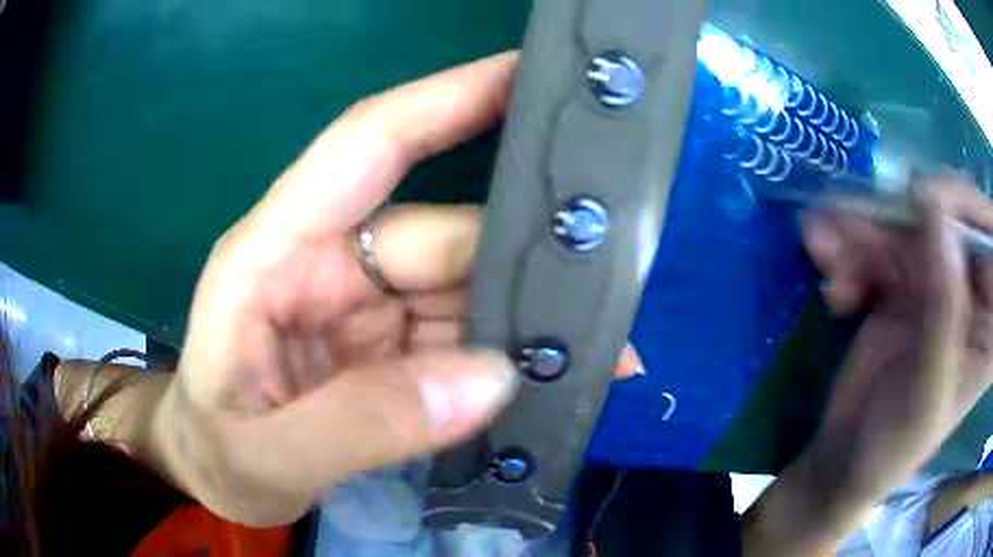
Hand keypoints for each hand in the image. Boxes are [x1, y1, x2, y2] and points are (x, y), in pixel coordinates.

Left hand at [153, 53, 641, 526]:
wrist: (212, 476)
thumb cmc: (214, 454)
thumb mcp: (266, 455)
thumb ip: (359, 426)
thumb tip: (489, 381)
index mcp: (273, 256)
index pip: (369, 143)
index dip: (448, 97)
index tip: (529, 75)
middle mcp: (325, 265)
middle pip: (443, 233)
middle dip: (522, 255)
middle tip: (611, 273)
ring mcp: (361, 308)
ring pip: (463, 289)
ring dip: (525, 318)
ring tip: (600, 345)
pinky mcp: (385, 350)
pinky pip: (460, 337)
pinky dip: (507, 356)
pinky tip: (553, 376)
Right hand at [803, 177, 992, 495]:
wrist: (844, 463)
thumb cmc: (892, 448)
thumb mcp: (925, 391)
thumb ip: (943, 312)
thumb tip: (939, 219)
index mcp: (988, 322)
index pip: (991, 239)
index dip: (966, 209)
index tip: (925, 204)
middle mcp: (969, 291)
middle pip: (946, 217)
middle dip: (899, 222)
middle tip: (856, 239)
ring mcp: (936, 282)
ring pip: (904, 223)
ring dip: (862, 238)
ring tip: (832, 272)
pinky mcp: (903, 282)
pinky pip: (877, 243)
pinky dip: (848, 253)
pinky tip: (833, 287)